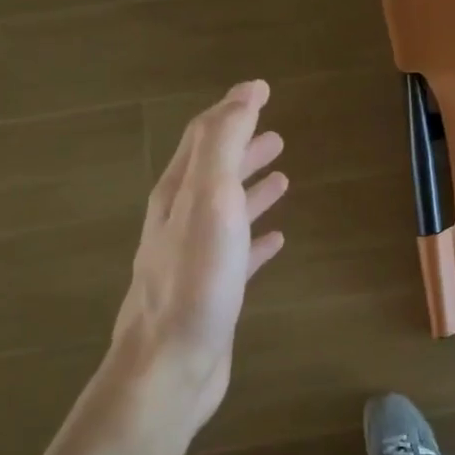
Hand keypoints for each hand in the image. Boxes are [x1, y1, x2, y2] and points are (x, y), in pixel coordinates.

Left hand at [109, 80, 287, 428]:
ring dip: (252, 189)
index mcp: (177, 192)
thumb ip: (225, 145)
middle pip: (214, 171)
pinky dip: (257, 238)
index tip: (261, 90)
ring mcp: (195, 257)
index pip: (204, 137)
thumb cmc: (196, 278)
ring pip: (227, 211)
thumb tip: (246, 93)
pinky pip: (239, 253)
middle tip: (275, 135)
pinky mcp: (212, 291)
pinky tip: (277, 240)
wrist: (171, 364)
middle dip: (242, 148)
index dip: (232, 110)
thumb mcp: (211, 198)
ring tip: (282, 177)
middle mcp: (181, 219)